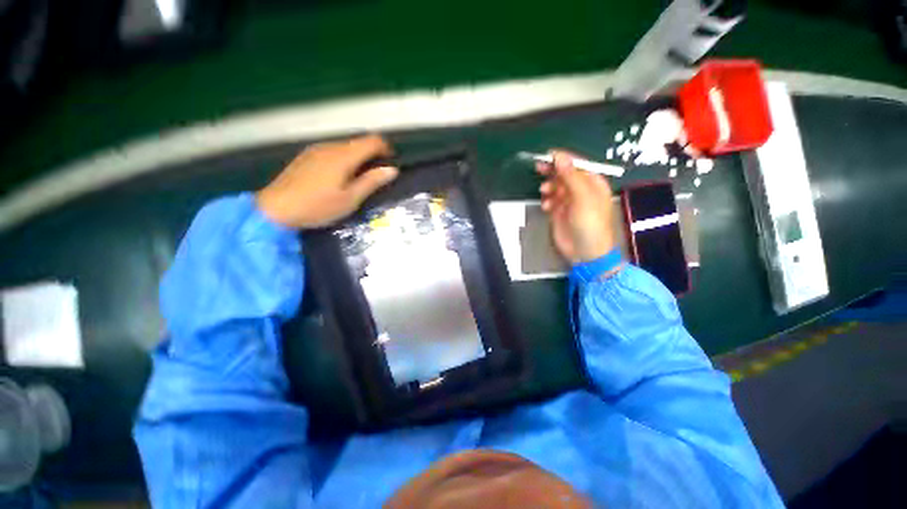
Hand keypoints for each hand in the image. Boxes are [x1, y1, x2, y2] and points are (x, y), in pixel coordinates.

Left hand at [256, 135, 397, 228]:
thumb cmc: (318, 207)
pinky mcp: (306, 156)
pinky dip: (343, 159)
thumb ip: (371, 182)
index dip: (385, 148)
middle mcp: (330, 147)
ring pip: (345, 147)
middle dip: (372, 155)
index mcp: (343, 156)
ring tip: (358, 180)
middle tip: (376, 177)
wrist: (274, 209)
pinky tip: (339, 178)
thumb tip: (392, 170)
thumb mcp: (350, 199)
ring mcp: (315, 150)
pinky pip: (332, 151)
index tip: (391, 163)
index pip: (372, 140)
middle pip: (358, 142)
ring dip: (357, 158)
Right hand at [538, 151, 618, 264]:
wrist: (585, 252)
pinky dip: (547, 201)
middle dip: (552, 171)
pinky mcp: (559, 212)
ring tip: (544, 192)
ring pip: (555, 186)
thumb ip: (571, 176)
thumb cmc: (590, 223)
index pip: (577, 165)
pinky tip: (546, 206)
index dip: (562, 159)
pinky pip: (550, 200)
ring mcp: (569, 201)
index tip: (547, 155)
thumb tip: (560, 156)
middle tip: (538, 167)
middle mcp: (581, 190)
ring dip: (548, 187)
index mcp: (592, 183)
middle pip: (564, 174)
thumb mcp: (582, 197)